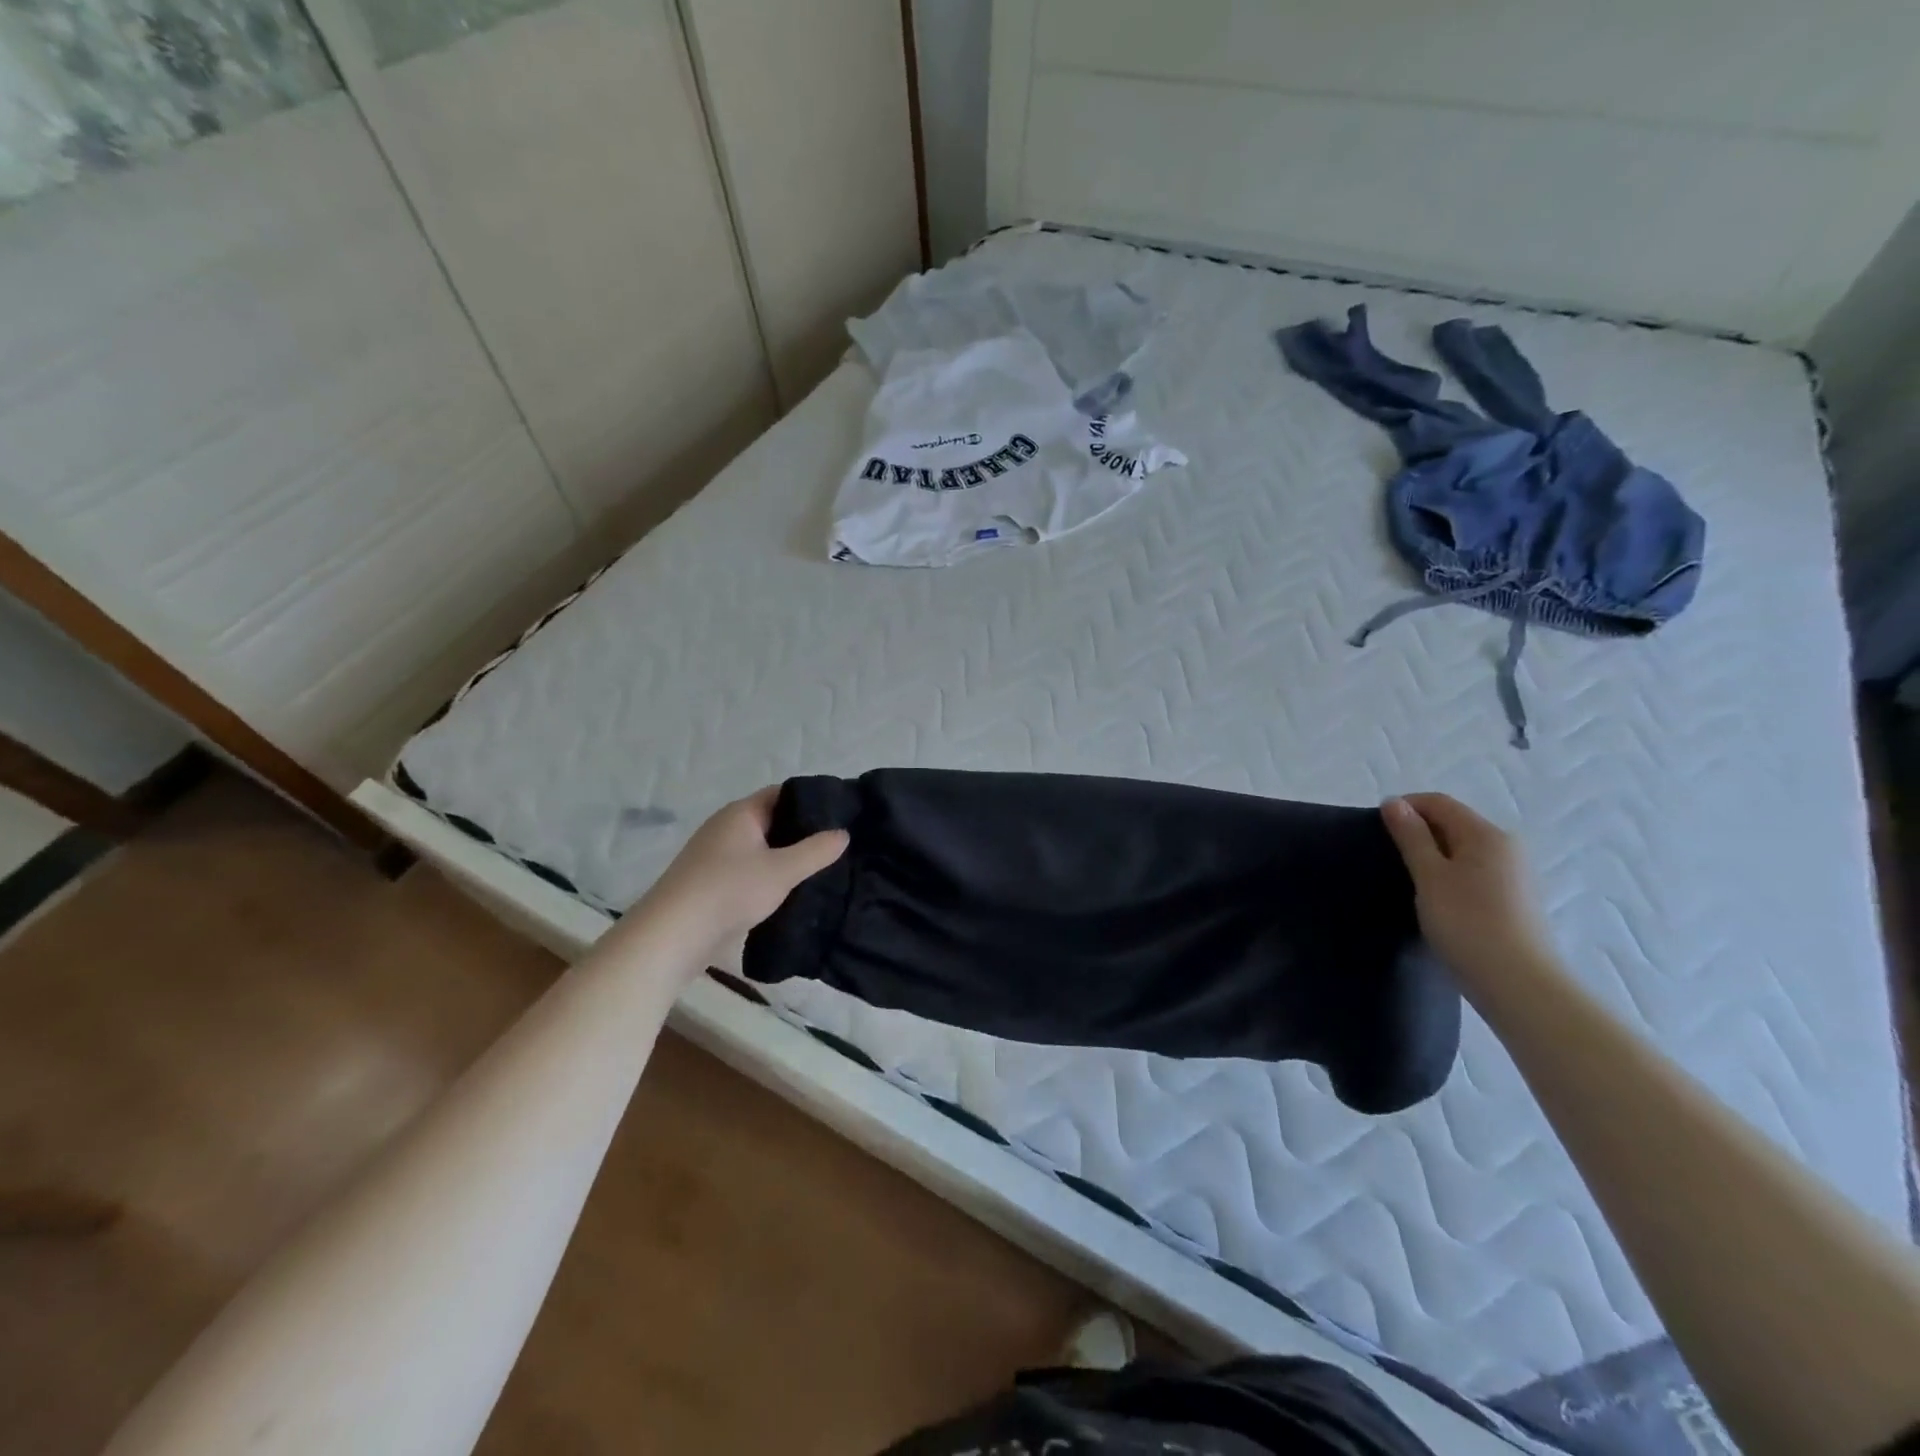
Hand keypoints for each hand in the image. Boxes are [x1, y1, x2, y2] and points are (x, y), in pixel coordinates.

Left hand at [636, 787, 847, 964]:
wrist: (672, 936)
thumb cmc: (729, 890)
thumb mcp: (782, 870)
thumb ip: (816, 851)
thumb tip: (843, 833)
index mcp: (741, 813)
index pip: (783, 794)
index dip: (812, 801)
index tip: (842, 815)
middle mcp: (726, 827)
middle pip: (772, 821)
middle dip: (803, 832)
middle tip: (837, 845)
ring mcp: (715, 856)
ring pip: (761, 848)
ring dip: (786, 857)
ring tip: (821, 869)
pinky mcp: (711, 883)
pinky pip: (749, 870)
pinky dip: (769, 876)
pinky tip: (789, 892)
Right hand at [1381, 793, 1559, 995]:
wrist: (1518, 983)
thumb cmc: (1466, 922)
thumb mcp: (1429, 875)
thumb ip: (1411, 836)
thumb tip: (1394, 803)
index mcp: (1486, 834)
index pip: (1439, 803)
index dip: (1405, 807)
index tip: (1377, 829)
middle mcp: (1507, 847)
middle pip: (1454, 823)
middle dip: (1419, 832)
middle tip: (1389, 857)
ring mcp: (1515, 874)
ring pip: (1464, 850)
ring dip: (1434, 855)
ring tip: (1410, 880)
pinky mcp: (1515, 900)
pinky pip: (1475, 872)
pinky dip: (1451, 875)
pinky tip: (1437, 900)